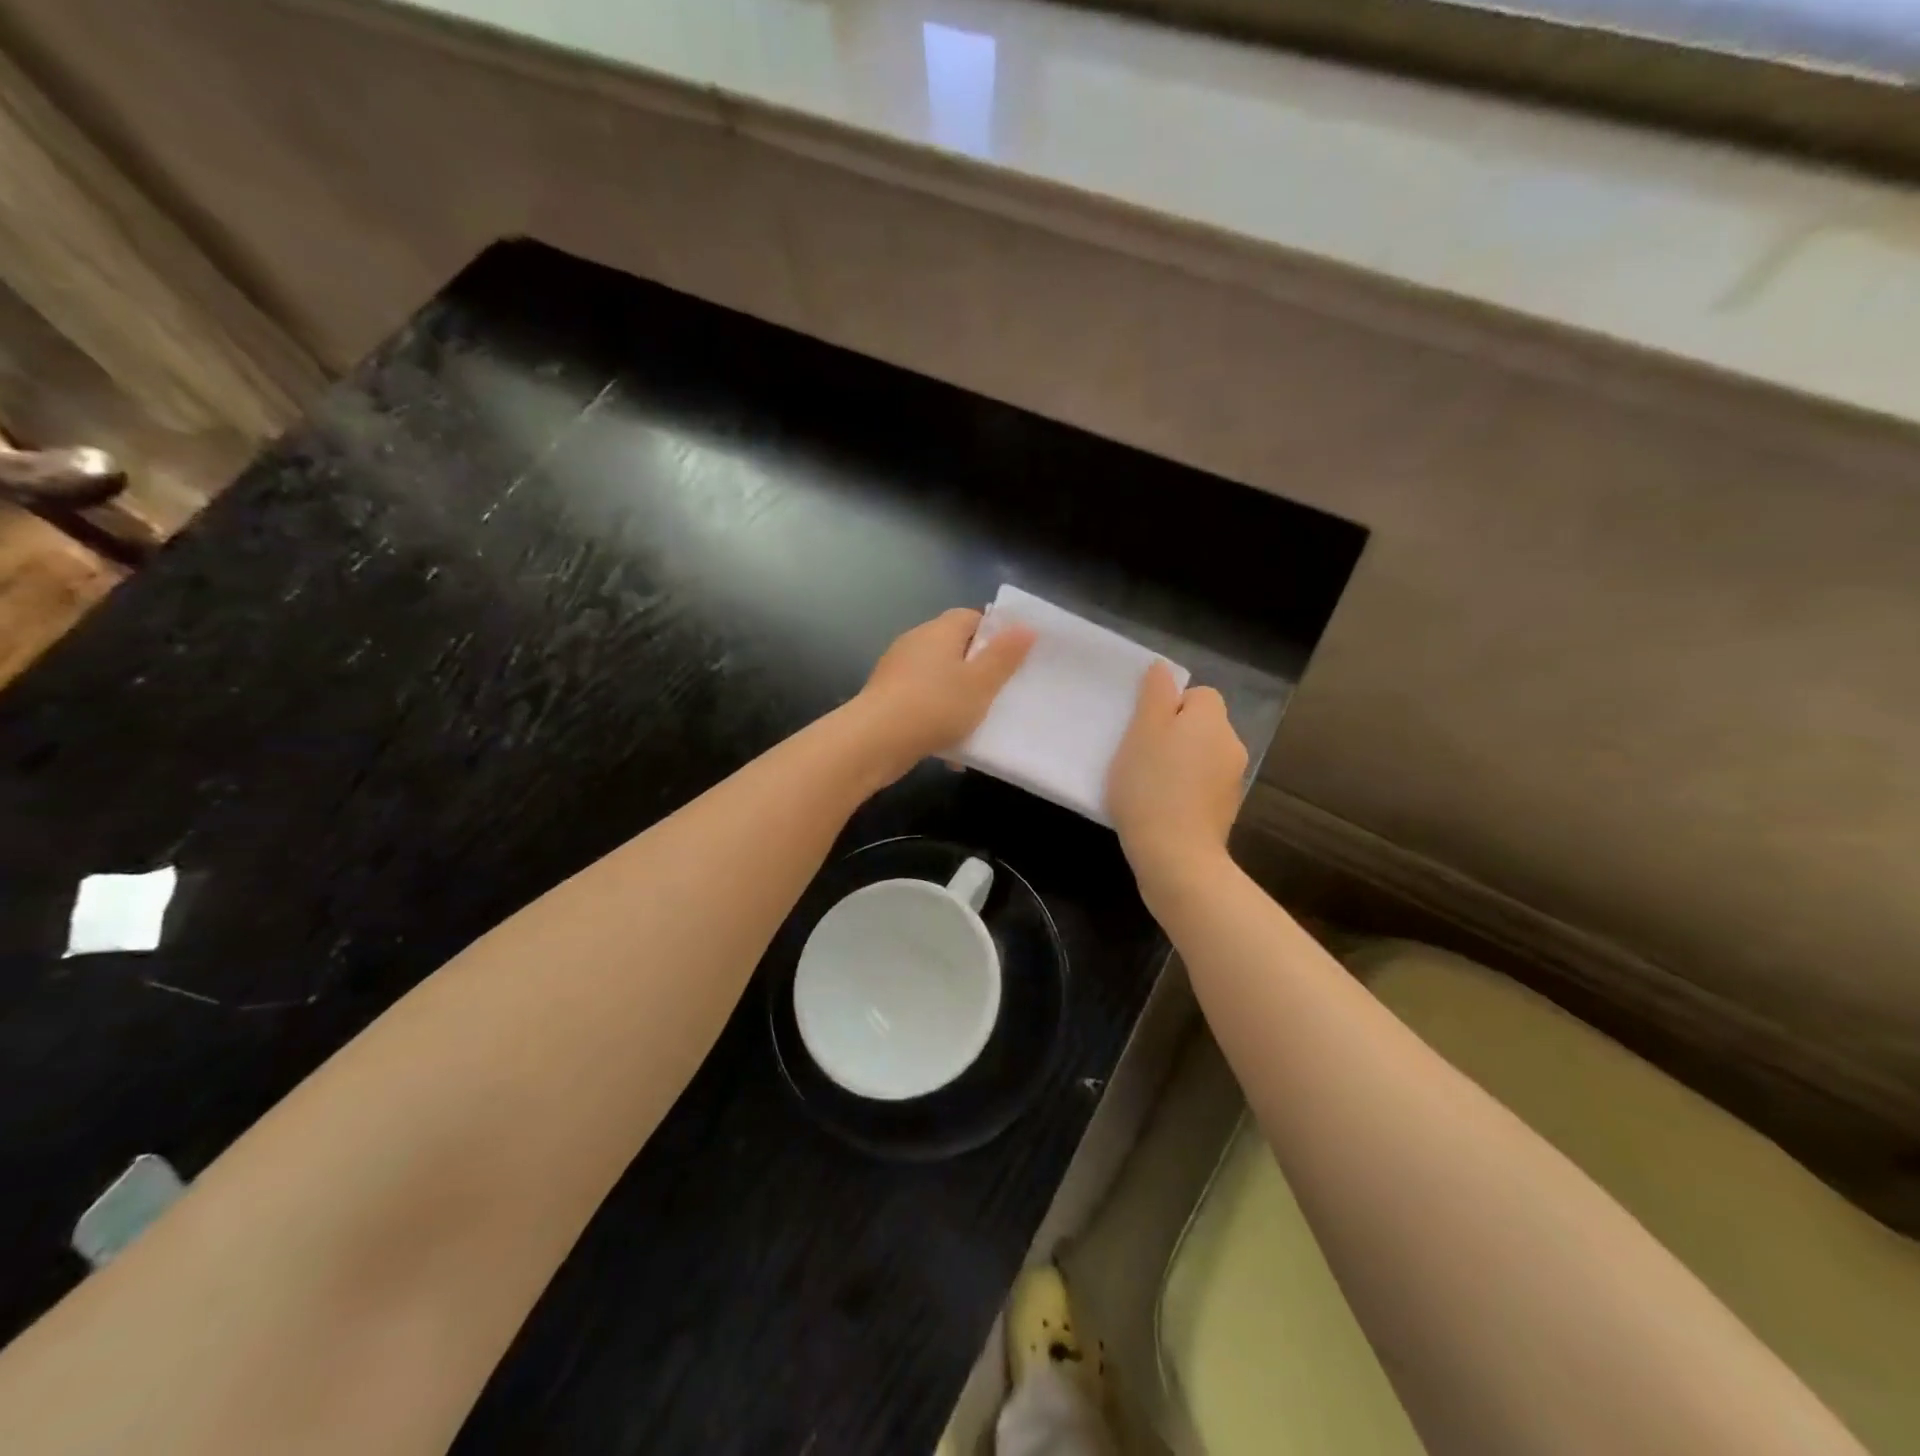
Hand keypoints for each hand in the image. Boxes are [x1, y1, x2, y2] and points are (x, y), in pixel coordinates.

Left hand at [853, 608, 1034, 781]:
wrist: (874, 742)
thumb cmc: (935, 706)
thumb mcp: (981, 683)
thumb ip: (1004, 656)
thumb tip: (1025, 627)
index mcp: (939, 631)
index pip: (971, 617)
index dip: (994, 634)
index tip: (1012, 659)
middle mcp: (915, 643)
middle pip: (954, 648)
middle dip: (976, 670)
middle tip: (1000, 694)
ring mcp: (896, 671)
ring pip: (938, 679)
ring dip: (956, 699)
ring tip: (977, 725)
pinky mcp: (886, 698)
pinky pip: (921, 702)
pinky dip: (937, 718)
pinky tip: (950, 747)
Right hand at [1107, 663, 1247, 887]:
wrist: (1176, 856)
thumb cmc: (1151, 787)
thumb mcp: (1142, 732)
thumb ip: (1154, 695)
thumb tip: (1163, 668)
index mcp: (1211, 720)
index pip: (1198, 694)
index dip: (1170, 706)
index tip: (1145, 729)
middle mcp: (1231, 744)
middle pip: (1201, 725)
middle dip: (1174, 735)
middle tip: (1139, 755)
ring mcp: (1232, 781)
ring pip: (1201, 756)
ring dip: (1179, 763)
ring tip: (1147, 785)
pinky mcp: (1225, 811)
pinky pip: (1202, 786)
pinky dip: (1185, 790)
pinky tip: (1161, 808)